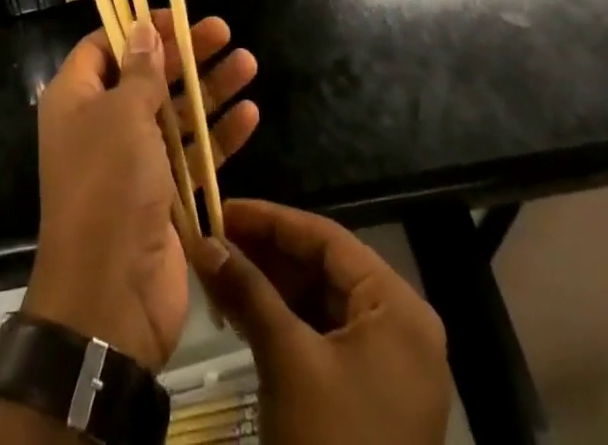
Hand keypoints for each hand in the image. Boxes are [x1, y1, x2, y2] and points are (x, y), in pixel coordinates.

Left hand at [23, 13, 258, 370]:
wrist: (110, 297)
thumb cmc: (108, 186)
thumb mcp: (122, 115)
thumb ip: (139, 71)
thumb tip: (142, 29)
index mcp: (77, 100)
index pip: (104, 46)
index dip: (137, 27)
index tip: (174, 16)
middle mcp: (103, 125)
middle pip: (147, 74)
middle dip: (185, 53)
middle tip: (223, 30)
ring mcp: (134, 162)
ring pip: (176, 112)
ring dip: (211, 88)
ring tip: (248, 63)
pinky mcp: (164, 195)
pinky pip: (194, 154)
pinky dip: (220, 134)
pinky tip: (251, 114)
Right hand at [187, 199, 450, 444]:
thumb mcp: (286, 361)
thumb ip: (248, 291)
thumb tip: (203, 242)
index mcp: (399, 307)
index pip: (328, 239)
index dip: (272, 220)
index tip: (223, 209)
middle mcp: (404, 326)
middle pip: (327, 268)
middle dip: (269, 255)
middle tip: (217, 243)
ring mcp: (392, 365)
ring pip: (324, 302)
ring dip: (273, 287)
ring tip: (223, 273)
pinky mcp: (374, 397)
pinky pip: (328, 338)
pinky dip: (288, 323)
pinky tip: (247, 314)